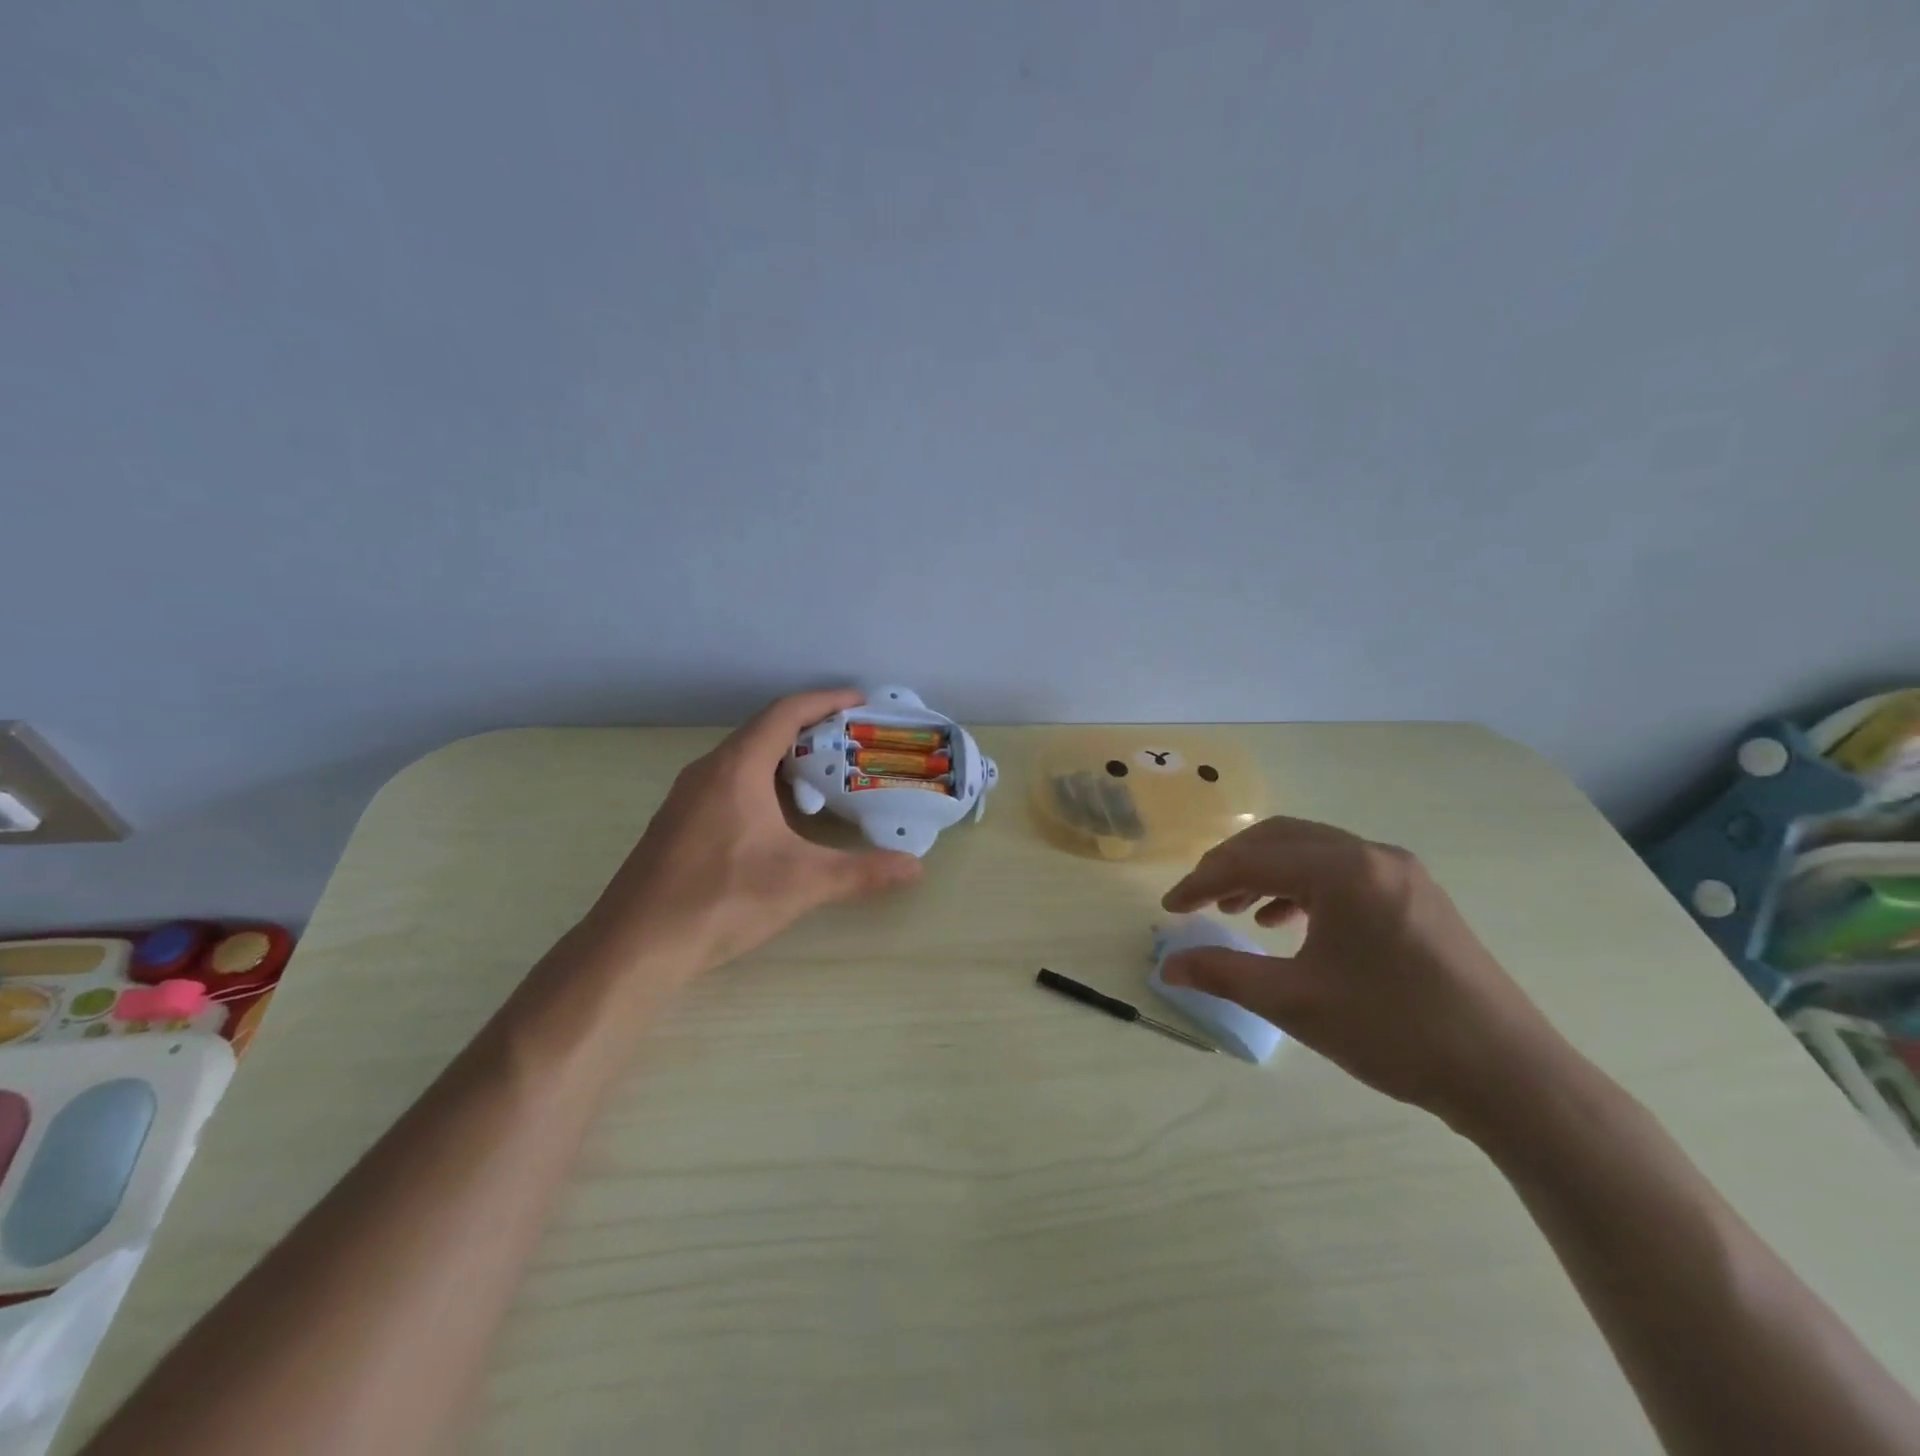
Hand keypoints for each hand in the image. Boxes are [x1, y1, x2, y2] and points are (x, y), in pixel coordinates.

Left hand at [586, 689, 922, 976]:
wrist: (634, 947)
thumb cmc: (720, 900)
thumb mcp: (802, 883)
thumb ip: (862, 872)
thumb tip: (916, 869)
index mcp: (736, 768)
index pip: (785, 713)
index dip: (825, 701)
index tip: (860, 702)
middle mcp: (708, 771)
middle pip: (765, 732)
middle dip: (811, 731)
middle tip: (852, 745)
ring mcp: (687, 798)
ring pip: (744, 760)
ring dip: (785, 759)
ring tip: (824, 777)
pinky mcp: (678, 824)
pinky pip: (729, 784)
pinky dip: (763, 783)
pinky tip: (781, 818)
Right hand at [1161, 816, 1566, 1134]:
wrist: (1510, 1076)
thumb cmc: (1393, 1031)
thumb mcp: (1295, 1003)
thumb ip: (1224, 974)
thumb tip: (1167, 966)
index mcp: (1342, 870)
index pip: (1251, 859)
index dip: (1202, 882)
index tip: (1171, 909)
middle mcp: (1372, 855)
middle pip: (1281, 841)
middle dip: (1232, 867)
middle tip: (1199, 902)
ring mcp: (1401, 873)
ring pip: (1313, 854)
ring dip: (1267, 875)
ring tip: (1237, 912)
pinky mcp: (1417, 896)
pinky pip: (1344, 873)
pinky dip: (1304, 889)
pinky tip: (1289, 924)